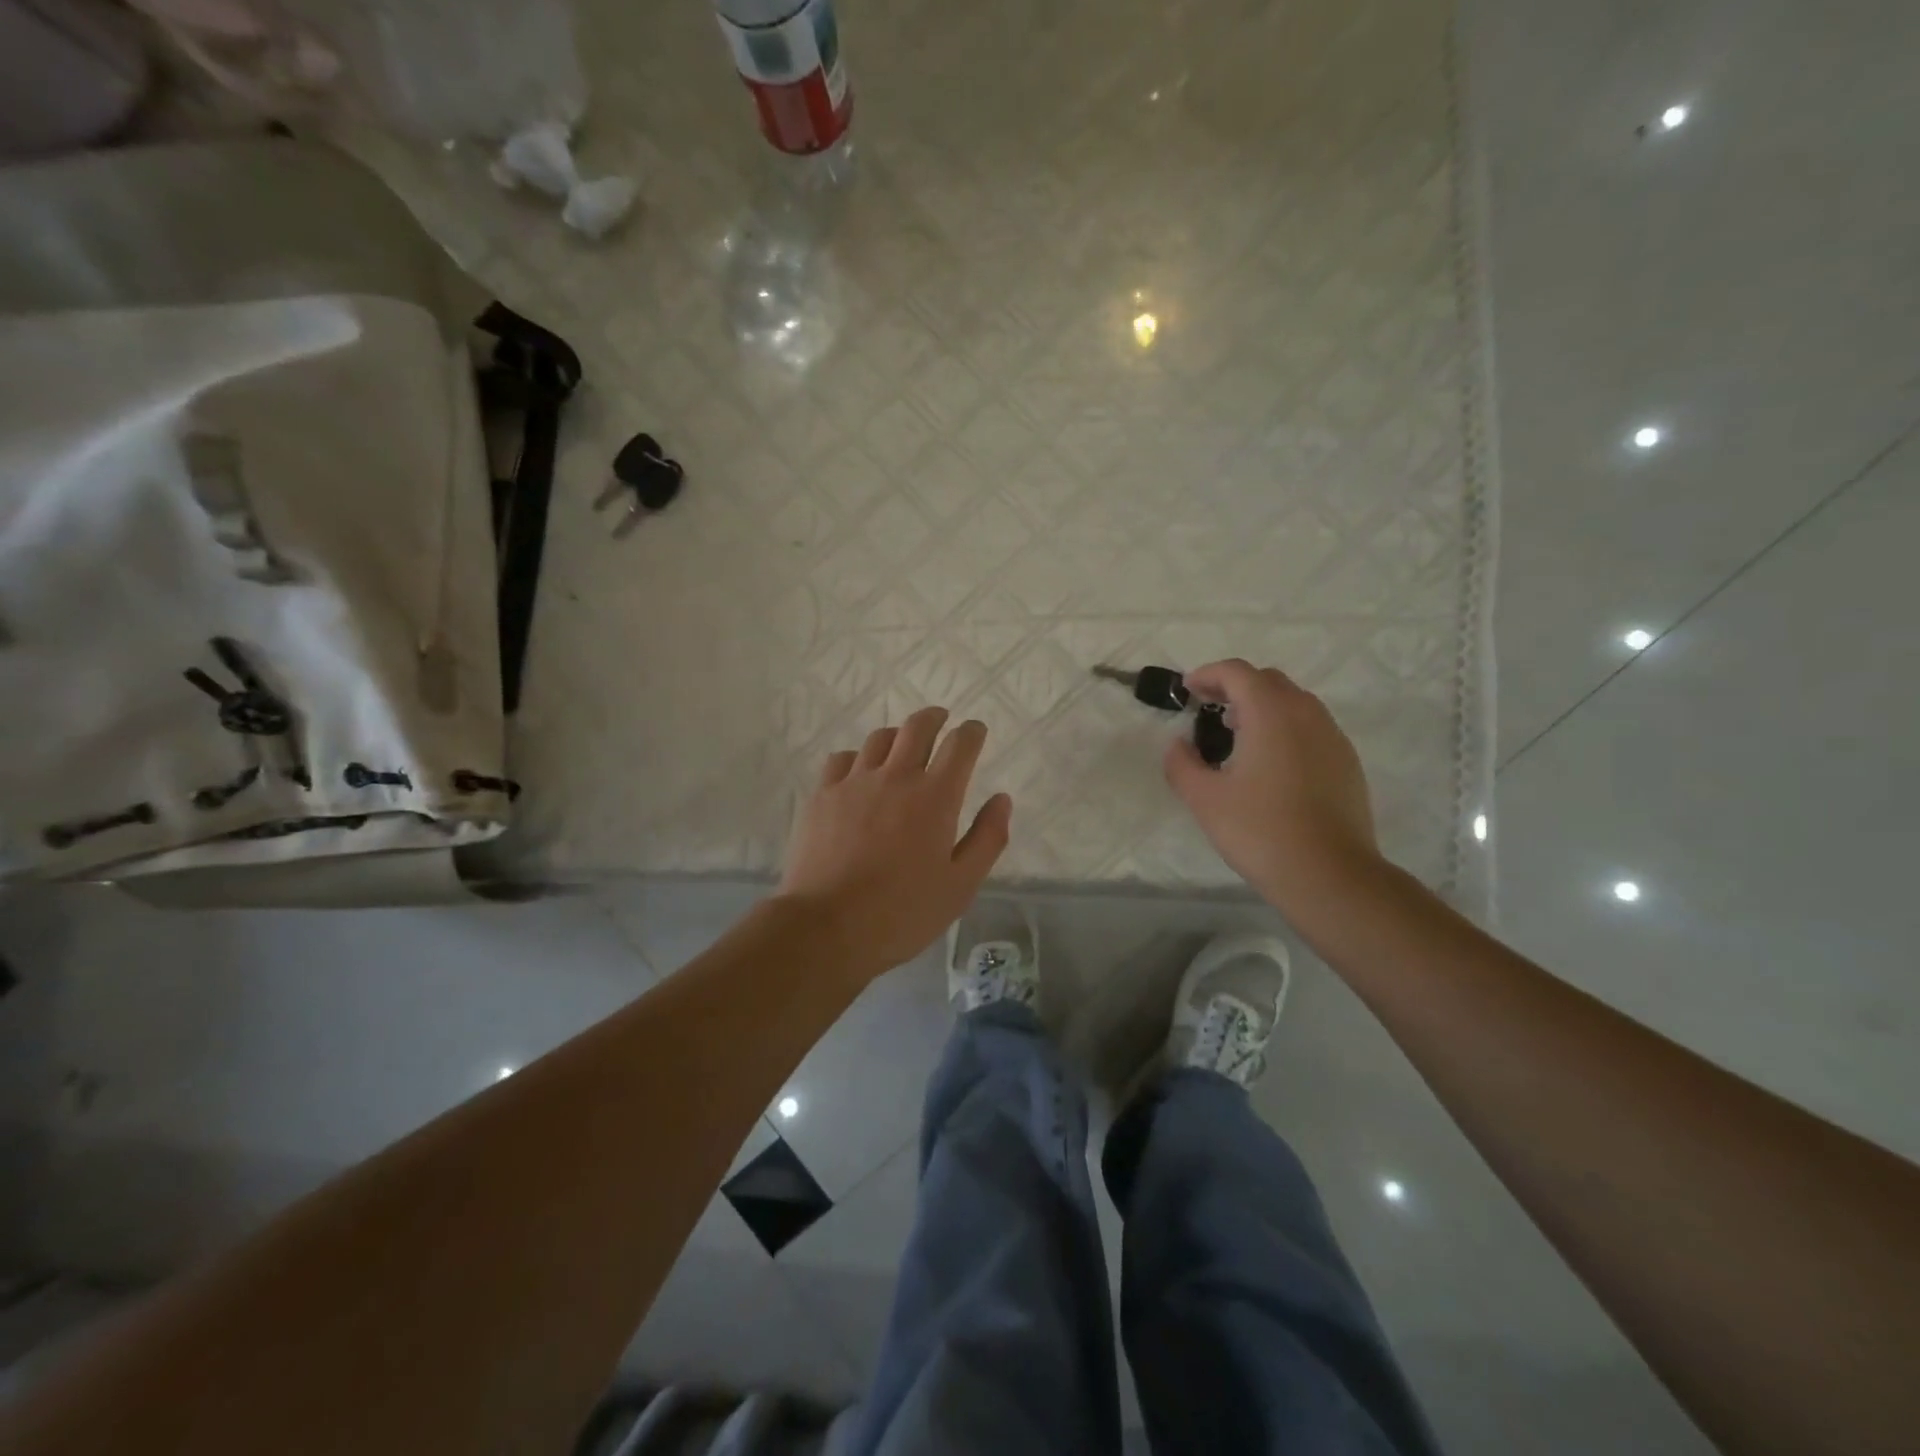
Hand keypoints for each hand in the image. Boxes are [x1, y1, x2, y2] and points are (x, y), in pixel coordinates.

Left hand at [776, 707, 1012, 977]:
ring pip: (879, 739)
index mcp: (936, 797)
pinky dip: (858, 758)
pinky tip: (859, 774)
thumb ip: (987, 838)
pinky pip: (842, 759)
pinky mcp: (822, 795)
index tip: (976, 732)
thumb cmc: (903, 913)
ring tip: (901, 748)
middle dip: (935, 718)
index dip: (972, 732)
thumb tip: (1002, 799)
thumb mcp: (961, 885)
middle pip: (918, 727)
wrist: (827, 926)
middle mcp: (896, 777)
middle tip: (941, 720)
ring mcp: (854, 782)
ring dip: (897, 737)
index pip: (960, 744)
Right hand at [1164, 659, 1383, 913]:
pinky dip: (1285, 728)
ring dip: (1262, 707)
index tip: (1187, 690)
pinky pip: (1311, 727)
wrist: (1329, 874)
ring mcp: (1332, 737)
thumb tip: (1178, 745)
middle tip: (1208, 709)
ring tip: (1236, 736)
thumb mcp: (1204, 799)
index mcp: (1271, 713)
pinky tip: (1270, 764)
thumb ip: (1182, 764)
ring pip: (1294, 703)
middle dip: (1235, 687)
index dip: (1208, 674)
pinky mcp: (1346, 761)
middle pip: (1268, 681)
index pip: (1237, 672)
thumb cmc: (1260, 830)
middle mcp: (1307, 714)